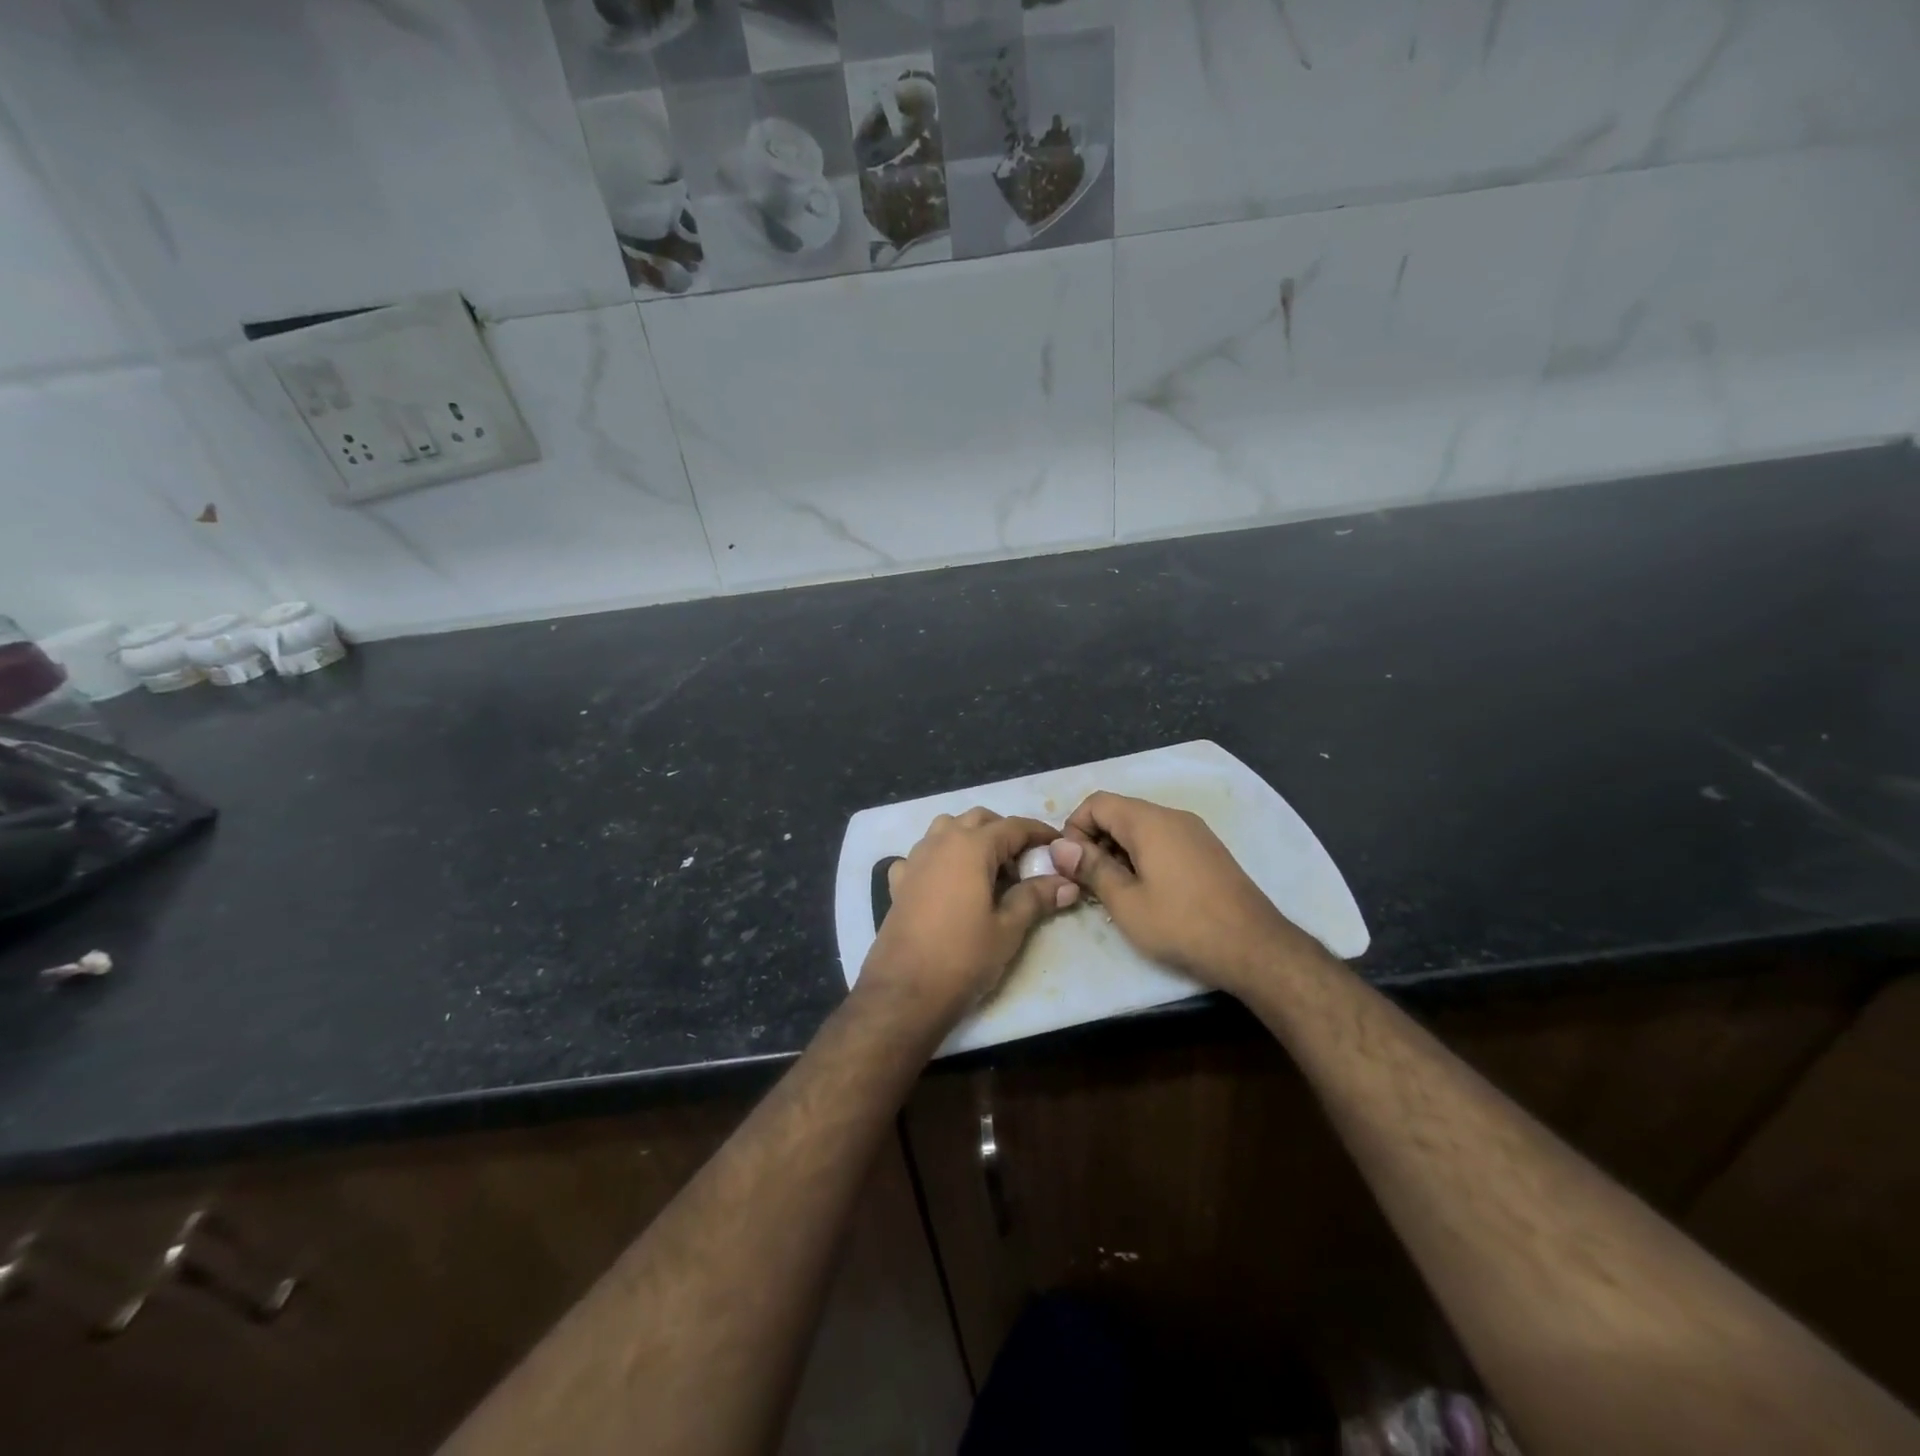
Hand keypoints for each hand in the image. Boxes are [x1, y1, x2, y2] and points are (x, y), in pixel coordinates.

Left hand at [859, 808, 1079, 1028]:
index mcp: (971, 846)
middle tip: (1025, 863)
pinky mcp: (898, 881)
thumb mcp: (1008, 929)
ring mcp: (914, 859)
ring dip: (971, 838)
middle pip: (979, 820)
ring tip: (989, 871)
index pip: (1013, 826)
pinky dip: (940, 859)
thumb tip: (1067, 883)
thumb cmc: (963, 957)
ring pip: (947, 829)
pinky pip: (923, 855)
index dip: (1040, 833)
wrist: (905, 991)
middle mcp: (940, 842)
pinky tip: (948, 885)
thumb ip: (1036, 897)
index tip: (1059, 846)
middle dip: (1005, 833)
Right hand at [1051, 791, 1318, 995]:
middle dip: (1095, 842)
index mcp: (1149, 821)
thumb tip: (1059, 846)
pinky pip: (1163, 841)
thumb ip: (1091, 868)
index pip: (1096, 802)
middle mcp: (1172, 817)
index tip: (1072, 866)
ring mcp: (1195, 832)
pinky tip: (1147, 894)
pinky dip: (1144, 858)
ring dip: (1118, 852)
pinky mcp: (1208, 851)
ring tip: (1116, 893)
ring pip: (1141, 829)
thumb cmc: (1182, 925)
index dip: (1074, 829)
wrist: (1256, 948)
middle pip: (1119, 813)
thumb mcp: (1126, 902)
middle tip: (1089, 884)